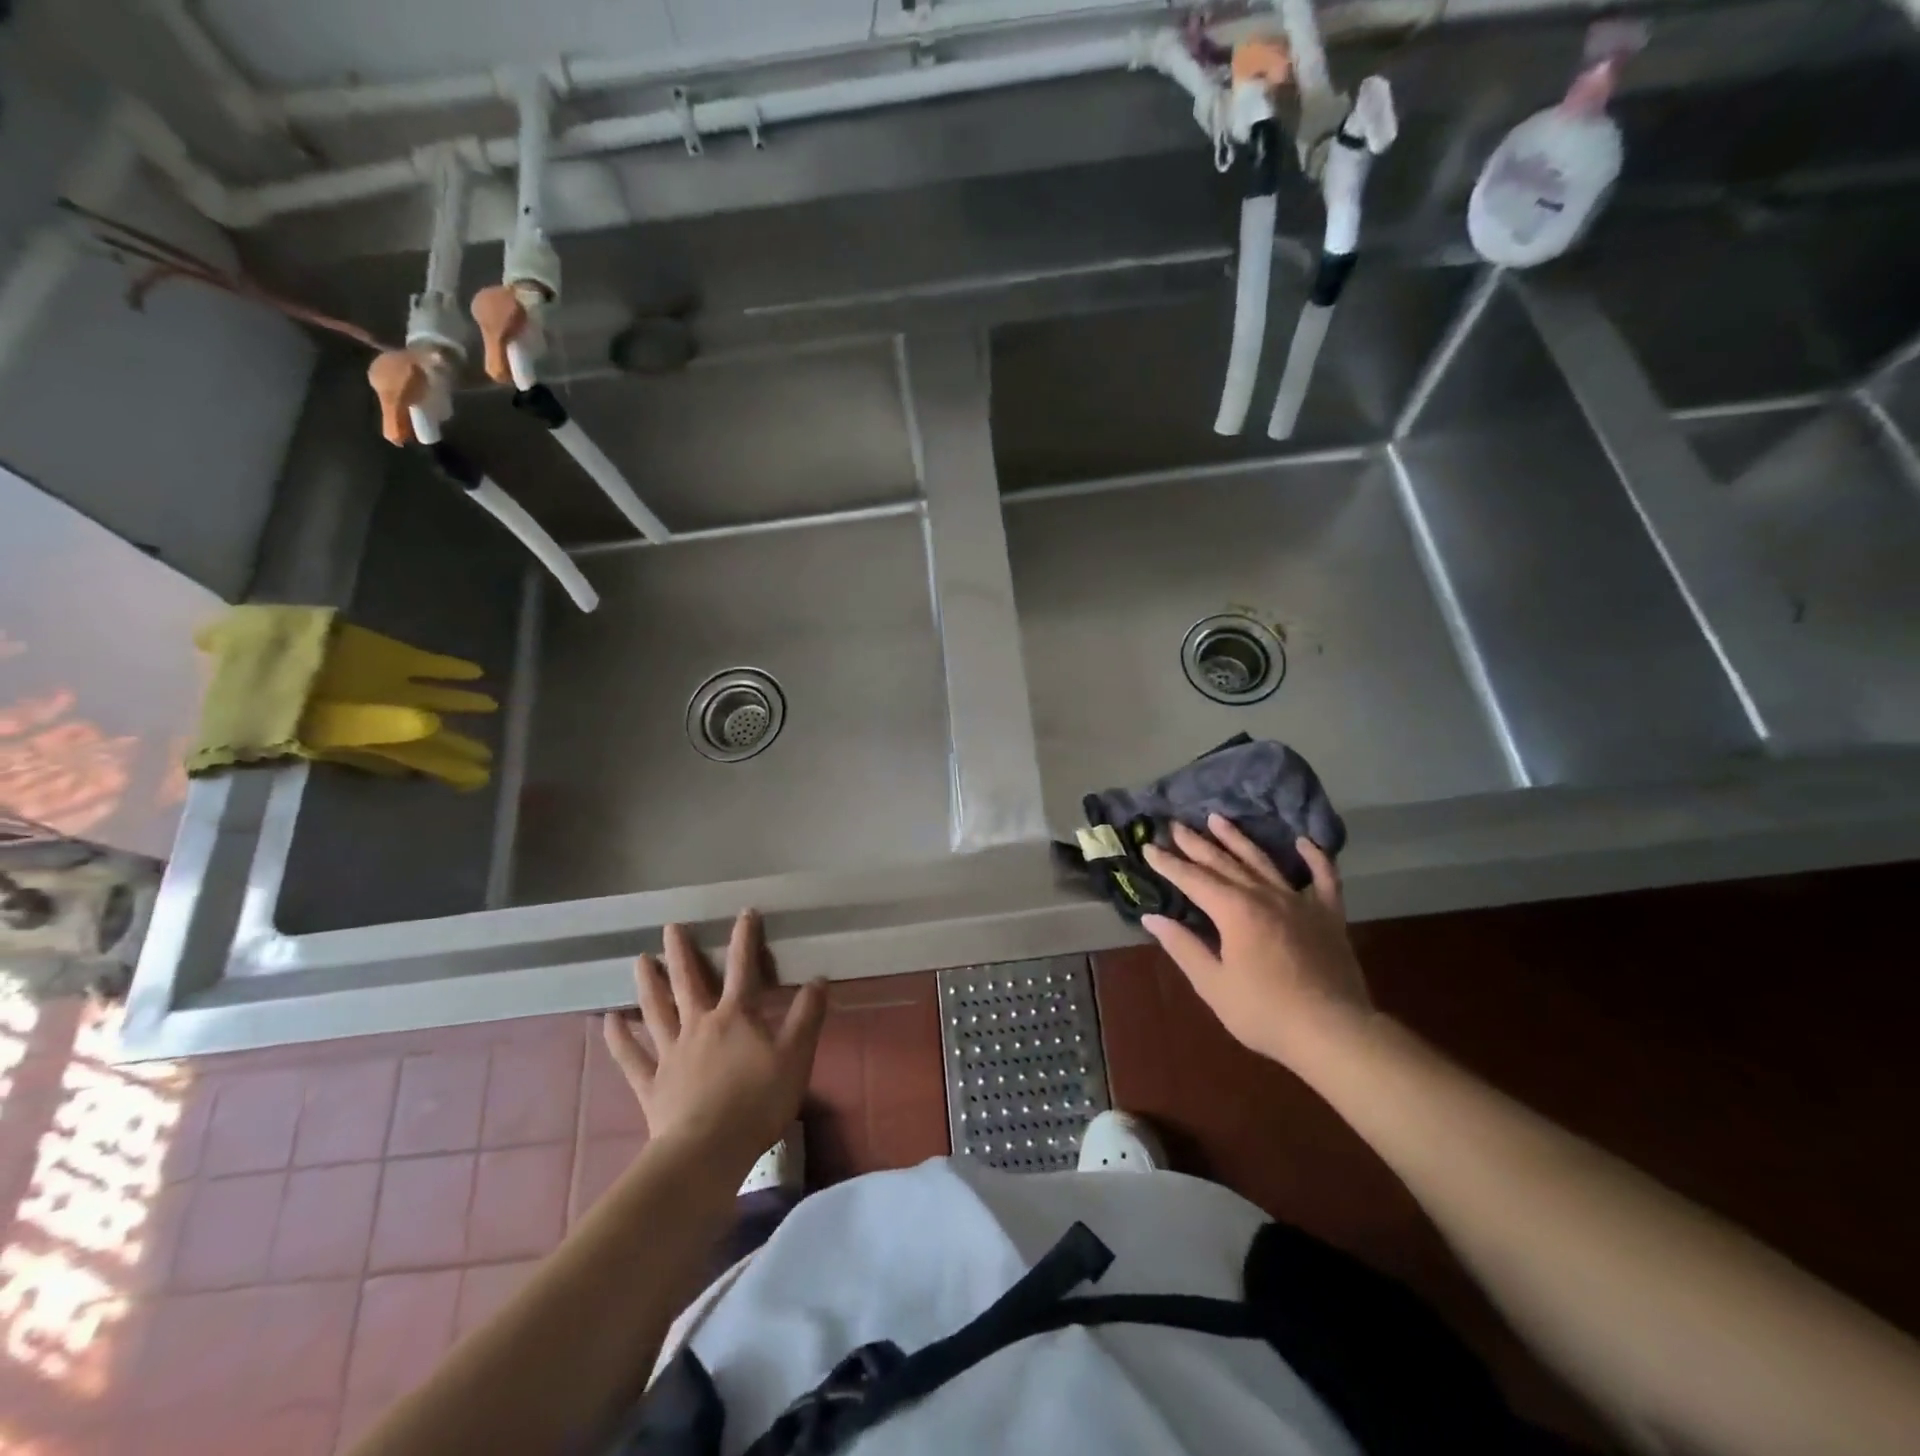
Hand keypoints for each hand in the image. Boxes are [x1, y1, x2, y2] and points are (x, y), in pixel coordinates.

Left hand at [601, 911, 827, 1175]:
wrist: (708, 1150)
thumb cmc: (758, 1102)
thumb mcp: (796, 1057)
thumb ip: (807, 1016)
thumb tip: (819, 979)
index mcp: (735, 1016)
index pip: (742, 968)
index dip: (745, 938)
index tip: (744, 912)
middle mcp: (699, 1025)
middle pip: (689, 982)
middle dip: (682, 952)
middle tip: (671, 927)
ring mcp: (671, 1054)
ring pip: (656, 1011)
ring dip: (648, 983)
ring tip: (640, 960)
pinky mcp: (651, 1083)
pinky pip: (632, 1057)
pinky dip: (620, 1038)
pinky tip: (609, 1021)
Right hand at [1142, 816, 1373, 1070]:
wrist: (1333, 1031)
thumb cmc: (1265, 1012)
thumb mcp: (1213, 984)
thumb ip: (1183, 947)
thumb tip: (1153, 918)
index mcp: (1234, 911)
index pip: (1193, 879)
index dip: (1168, 864)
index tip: (1148, 847)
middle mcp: (1264, 895)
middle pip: (1224, 862)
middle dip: (1196, 844)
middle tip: (1175, 825)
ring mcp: (1299, 902)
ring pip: (1263, 861)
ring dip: (1238, 839)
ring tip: (1218, 819)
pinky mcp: (1328, 915)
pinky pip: (1323, 878)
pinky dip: (1314, 857)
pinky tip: (1303, 841)